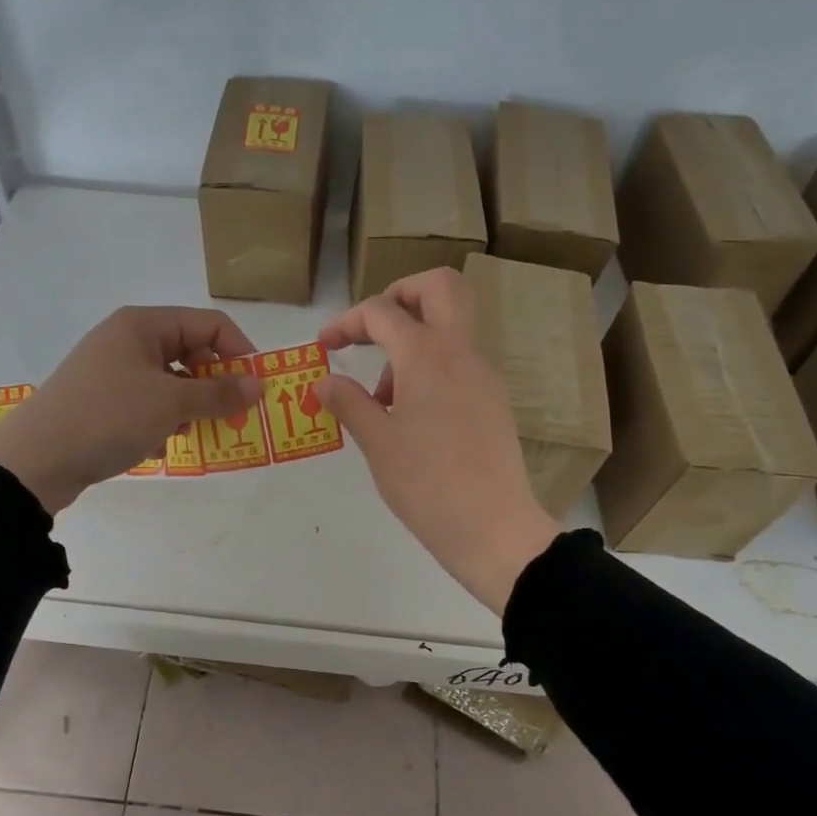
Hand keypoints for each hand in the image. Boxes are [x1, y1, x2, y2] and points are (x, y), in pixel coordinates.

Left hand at [0, 306, 260, 513]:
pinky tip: (155, 447)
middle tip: (228, 417)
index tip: (256, 388)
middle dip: (212, 385)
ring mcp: (112, 372)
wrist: (36, 460)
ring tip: (185, 434)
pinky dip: (159, 423)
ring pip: (169, 383)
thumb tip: (258, 384)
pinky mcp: (102, 402)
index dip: (239, 352)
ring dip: (186, 409)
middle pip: (189, 353)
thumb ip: (219, 393)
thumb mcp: (171, 404)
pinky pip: (146, 405)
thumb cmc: (109, 417)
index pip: (209, 325)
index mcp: (143, 325)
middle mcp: (127, 340)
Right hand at [316, 268, 560, 613]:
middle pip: (439, 287)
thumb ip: (348, 402)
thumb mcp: (377, 442)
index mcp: (426, 354)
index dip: (346, 321)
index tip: (324, 346)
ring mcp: (483, 375)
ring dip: (413, 339)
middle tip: (371, 331)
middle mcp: (460, 352)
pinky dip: (430, 368)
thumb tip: (325, 381)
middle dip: (399, 295)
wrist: (492, 528)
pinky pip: (458, 363)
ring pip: (450, 327)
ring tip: (382, 399)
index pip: (382, 311)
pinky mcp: (493, 401)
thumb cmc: (425, 483)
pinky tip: (410, 416)